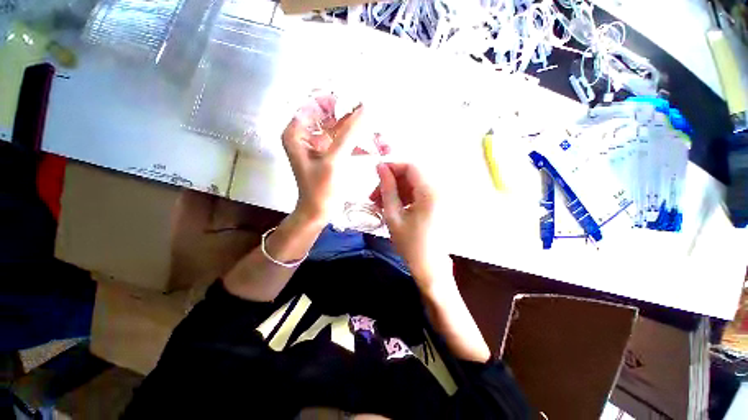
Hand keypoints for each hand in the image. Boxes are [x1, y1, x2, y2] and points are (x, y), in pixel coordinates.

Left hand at [282, 97, 364, 222]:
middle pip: (329, 115)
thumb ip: (349, 134)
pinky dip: (357, 143)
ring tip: (376, 131)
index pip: (315, 104)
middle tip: (371, 115)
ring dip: (357, 130)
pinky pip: (343, 141)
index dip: (336, 100)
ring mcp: (318, 144)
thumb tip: (365, 109)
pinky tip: (372, 146)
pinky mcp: (329, 153)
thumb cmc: (320, 189)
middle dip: (351, 116)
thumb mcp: (333, 160)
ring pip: (339, 128)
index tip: (357, 102)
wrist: (318, 212)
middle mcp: (306, 134)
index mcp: (297, 132)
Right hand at [373, 162, 451, 290]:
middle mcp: (440, 190)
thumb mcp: (393, 216)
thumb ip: (387, 189)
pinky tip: (394, 206)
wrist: (430, 266)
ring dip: (397, 189)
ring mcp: (441, 196)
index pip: (411, 166)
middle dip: (392, 181)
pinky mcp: (439, 203)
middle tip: (375, 195)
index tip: (376, 175)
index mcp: (430, 192)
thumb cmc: (410, 244)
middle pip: (413, 174)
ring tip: (380, 203)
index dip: (392, 166)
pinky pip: (419, 192)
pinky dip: (405, 196)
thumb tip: (380, 167)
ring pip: (414, 183)